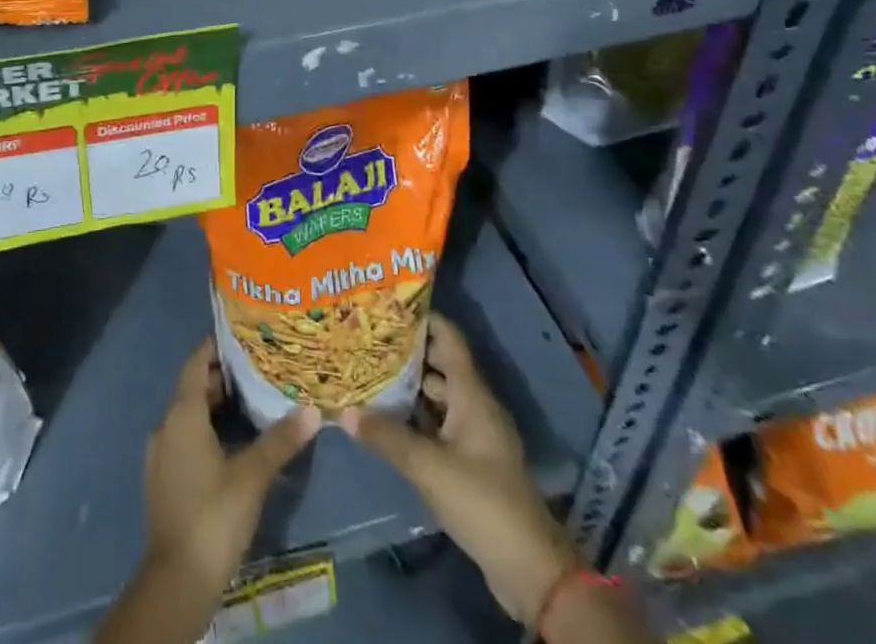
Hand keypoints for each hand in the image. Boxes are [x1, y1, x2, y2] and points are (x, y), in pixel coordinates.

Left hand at [99, 341, 320, 643]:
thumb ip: (280, 440)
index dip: (216, 346)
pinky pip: (185, 438)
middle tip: (258, 367)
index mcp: (182, 414)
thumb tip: (312, 409)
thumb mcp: (252, 475)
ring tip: (251, 401)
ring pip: (189, 415)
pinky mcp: (164, 479)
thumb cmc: (214, 515)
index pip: (196, 362)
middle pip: (193, 387)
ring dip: (216, 405)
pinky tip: (233, 441)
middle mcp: (166, 426)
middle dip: (222, 376)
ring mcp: (161, 454)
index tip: (242, 334)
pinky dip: (207, 429)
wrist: (177, 581)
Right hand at [342, 314, 574, 622]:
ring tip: (369, 374)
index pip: (448, 338)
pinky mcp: (472, 462)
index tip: (387, 306)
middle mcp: (475, 405)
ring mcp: (475, 435)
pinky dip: (416, 417)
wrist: (530, 569)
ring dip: (409, 387)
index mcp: (472, 394)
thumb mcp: (429, 468)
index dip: (422, 318)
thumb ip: (387, 437)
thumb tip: (345, 410)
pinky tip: (388, 420)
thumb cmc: (483, 501)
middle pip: (439, 365)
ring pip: (438, 397)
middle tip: (367, 340)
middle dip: (406, 353)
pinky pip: (439, 425)